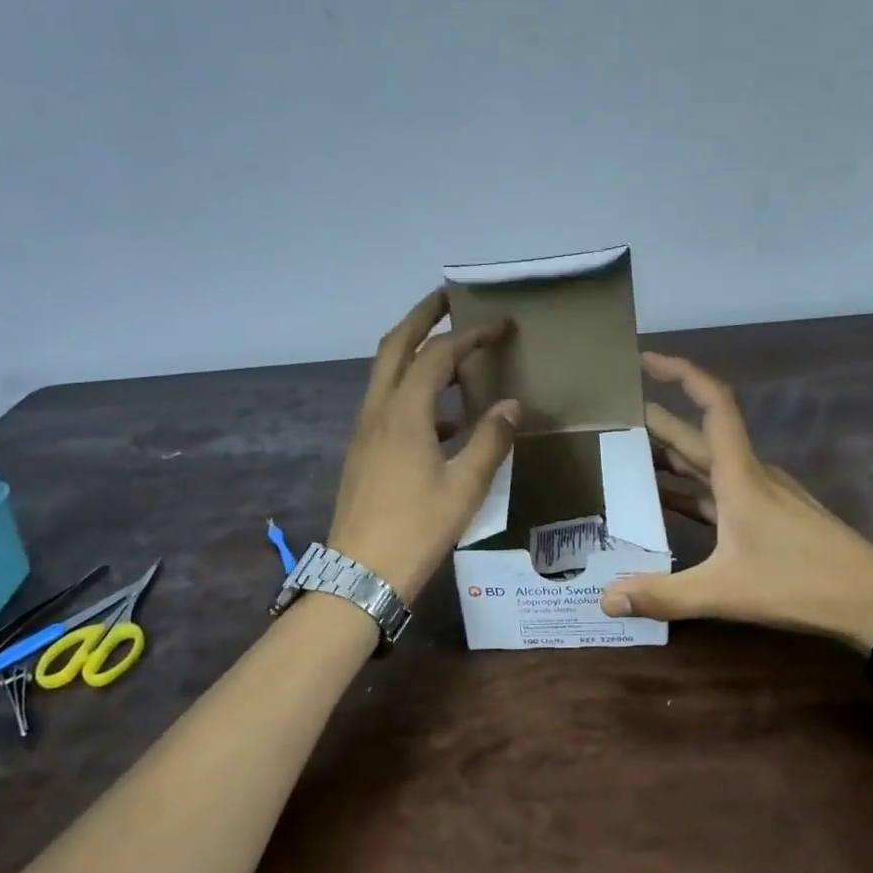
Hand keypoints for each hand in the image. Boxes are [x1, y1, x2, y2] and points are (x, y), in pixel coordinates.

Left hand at [328, 290, 519, 600]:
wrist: (361, 573)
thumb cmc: (417, 528)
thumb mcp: (465, 486)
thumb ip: (491, 440)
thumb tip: (510, 405)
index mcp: (404, 413)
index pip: (437, 355)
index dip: (470, 335)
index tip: (500, 325)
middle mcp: (378, 411)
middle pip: (395, 347)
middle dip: (421, 317)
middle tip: (449, 299)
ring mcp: (365, 431)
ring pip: (387, 374)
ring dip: (415, 353)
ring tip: (451, 353)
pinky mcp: (363, 451)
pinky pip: (388, 404)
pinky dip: (413, 393)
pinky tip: (443, 420)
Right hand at [600, 352, 872, 646]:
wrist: (872, 601)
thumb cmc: (799, 584)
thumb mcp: (723, 592)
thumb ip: (662, 595)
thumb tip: (606, 599)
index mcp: (739, 475)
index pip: (712, 403)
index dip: (680, 373)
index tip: (645, 360)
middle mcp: (750, 474)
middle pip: (698, 435)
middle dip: (657, 422)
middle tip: (612, 419)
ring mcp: (763, 495)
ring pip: (708, 464)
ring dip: (671, 458)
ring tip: (628, 458)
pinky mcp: (769, 516)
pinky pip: (719, 491)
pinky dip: (690, 490)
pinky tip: (668, 503)